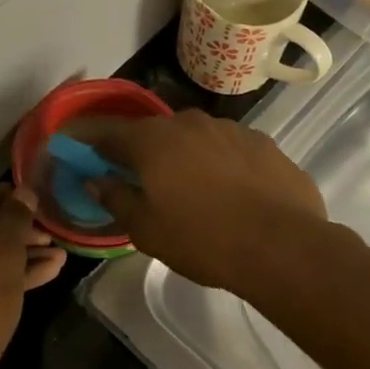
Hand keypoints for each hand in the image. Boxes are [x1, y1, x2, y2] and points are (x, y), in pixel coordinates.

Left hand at [0, 185, 65, 368]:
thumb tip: (24, 192)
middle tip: (50, 231)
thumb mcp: (2, 255)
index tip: (34, 199)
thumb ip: (15, 218)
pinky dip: (1, 275)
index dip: (5, 198)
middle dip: (15, 232)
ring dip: (16, 254)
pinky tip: (47, 272)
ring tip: (58, 252)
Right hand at [78, 110, 326, 293]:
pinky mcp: (265, 144)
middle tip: (145, 183)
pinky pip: (230, 151)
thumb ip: (116, 198)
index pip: (110, 134)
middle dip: (145, 153)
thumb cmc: (202, 240)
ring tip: (194, 193)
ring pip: (196, 139)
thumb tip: (95, 180)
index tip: (87, 158)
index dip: (94, 146)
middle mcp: (190, 123)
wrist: (282, 245)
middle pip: (156, 134)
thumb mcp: (146, 229)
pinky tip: (232, 194)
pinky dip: (222, 166)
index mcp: (153, 140)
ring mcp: (232, 129)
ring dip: (187, 158)